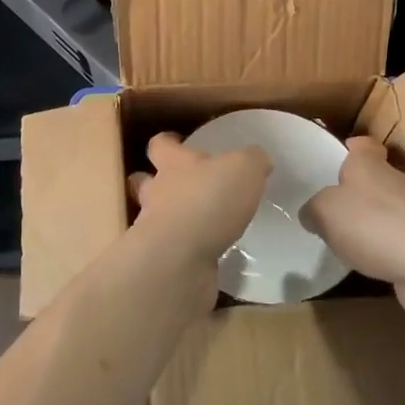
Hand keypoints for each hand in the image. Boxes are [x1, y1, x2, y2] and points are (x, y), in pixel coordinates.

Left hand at [127, 133, 270, 308]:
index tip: (176, 141)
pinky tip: (211, 259)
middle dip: (158, 183)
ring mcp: (156, 230)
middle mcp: (158, 194)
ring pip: (157, 218)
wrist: (180, 259)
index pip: (160, 145)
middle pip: (145, 182)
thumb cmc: (208, 200)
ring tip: (203, 227)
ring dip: (175, 220)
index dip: (167, 142)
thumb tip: (258, 160)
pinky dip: (189, 254)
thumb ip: (252, 160)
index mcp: (174, 164)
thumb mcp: (243, 169)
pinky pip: (176, 253)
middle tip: (181, 187)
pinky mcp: (164, 263)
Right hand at [301, 136, 404, 320]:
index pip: (362, 145)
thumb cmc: (374, 224)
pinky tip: (370, 266)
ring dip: (373, 224)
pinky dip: (387, 252)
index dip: (350, 148)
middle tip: (330, 209)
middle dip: (357, 192)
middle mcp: (396, 182)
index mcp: (370, 165)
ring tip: (345, 242)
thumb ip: (314, 210)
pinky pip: (400, 243)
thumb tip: (311, 214)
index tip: (334, 159)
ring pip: (389, 212)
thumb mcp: (325, 212)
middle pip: (375, 180)